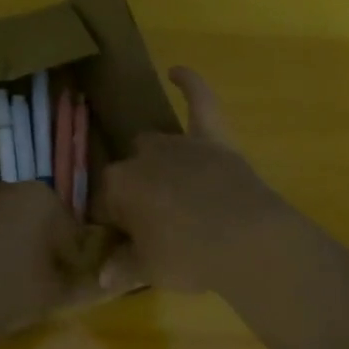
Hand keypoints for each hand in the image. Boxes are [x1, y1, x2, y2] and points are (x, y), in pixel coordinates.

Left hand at [0, 181, 86, 338]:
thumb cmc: (13, 291)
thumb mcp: (58, 295)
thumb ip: (84, 285)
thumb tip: (99, 284)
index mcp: (40, 198)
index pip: (66, 227)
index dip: (67, 255)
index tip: (62, 280)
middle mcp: (4, 189)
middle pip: (28, 217)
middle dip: (32, 242)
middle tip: (30, 280)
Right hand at [96, 67, 288, 292]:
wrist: (246, 240)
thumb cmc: (189, 257)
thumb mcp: (149, 270)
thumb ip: (123, 267)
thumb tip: (102, 278)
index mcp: (118, 187)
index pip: (104, 203)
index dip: (114, 225)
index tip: (126, 244)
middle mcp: (142, 158)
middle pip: (128, 172)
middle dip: (135, 194)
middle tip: (153, 224)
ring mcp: (179, 144)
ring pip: (154, 144)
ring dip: (155, 163)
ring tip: (168, 190)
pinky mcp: (213, 139)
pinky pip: (200, 102)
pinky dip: (190, 84)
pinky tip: (177, 71)